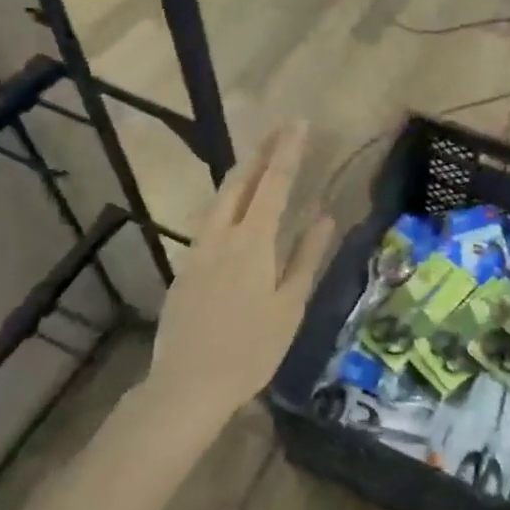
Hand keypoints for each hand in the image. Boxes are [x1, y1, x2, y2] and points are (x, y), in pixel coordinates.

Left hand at [145, 121, 334, 425]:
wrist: (186, 386)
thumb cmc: (249, 351)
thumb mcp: (289, 308)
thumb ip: (306, 257)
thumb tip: (324, 216)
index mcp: (252, 242)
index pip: (273, 183)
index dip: (287, 151)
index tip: (299, 124)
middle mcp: (221, 235)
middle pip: (240, 180)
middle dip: (260, 150)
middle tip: (279, 129)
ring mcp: (198, 250)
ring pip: (220, 198)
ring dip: (240, 172)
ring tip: (257, 158)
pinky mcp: (185, 267)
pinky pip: (209, 220)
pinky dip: (227, 200)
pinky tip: (234, 208)